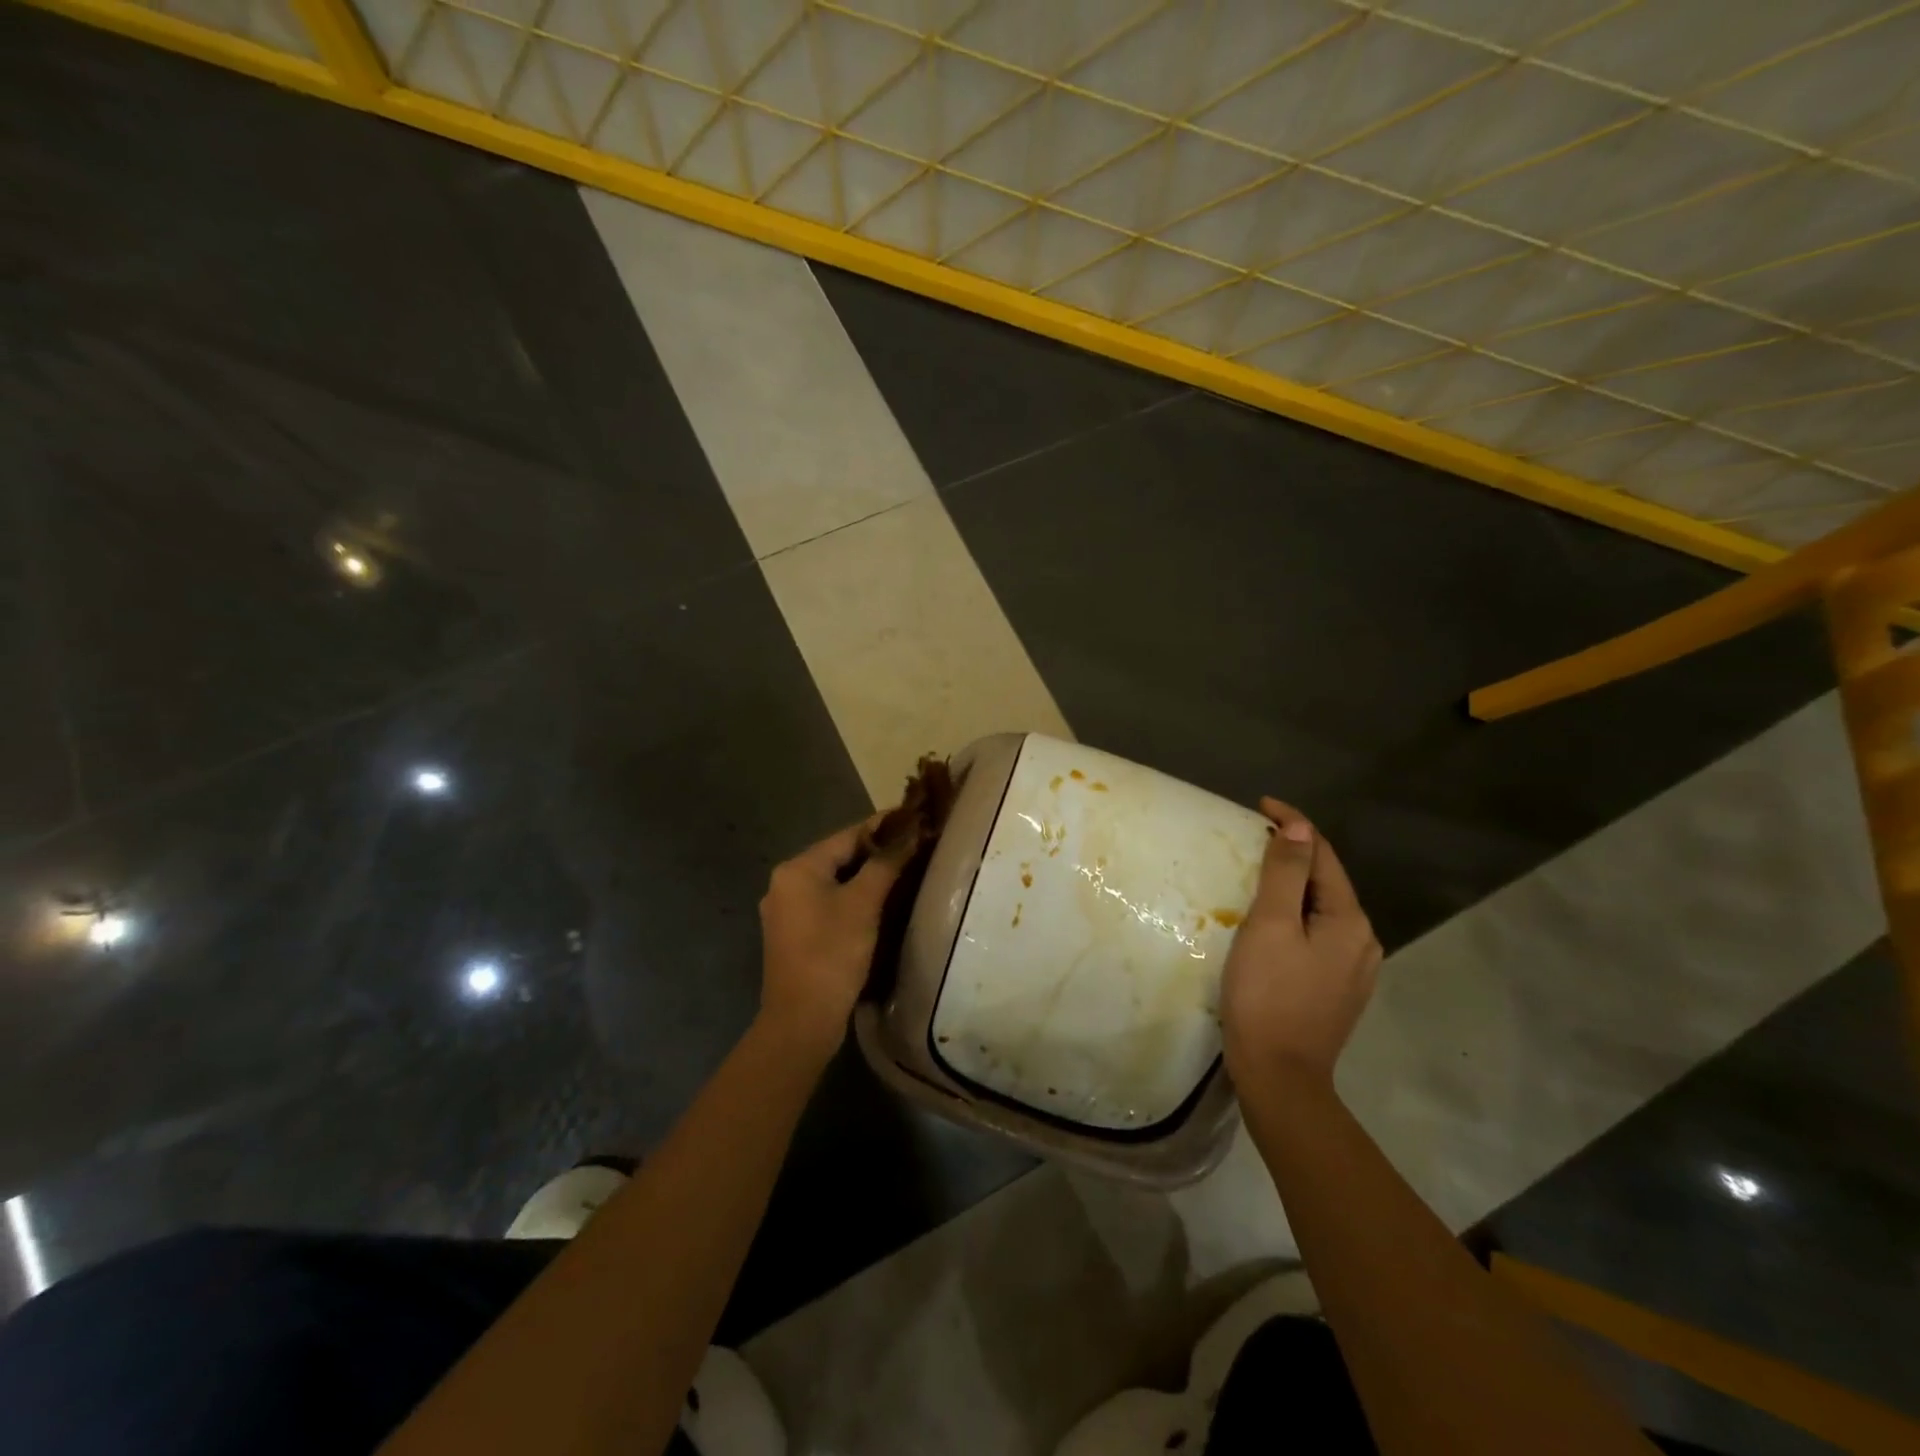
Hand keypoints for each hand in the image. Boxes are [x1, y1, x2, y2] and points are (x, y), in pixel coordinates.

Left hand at [756, 817, 903, 1059]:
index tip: (914, 819)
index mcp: (797, 869)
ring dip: (865, 877)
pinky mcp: (793, 935)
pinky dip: (852, 899)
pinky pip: (827, 904)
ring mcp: (786, 911)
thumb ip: (885, 864)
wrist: (801, 1020)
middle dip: (876, 853)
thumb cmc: (832, 953)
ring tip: (902, 872)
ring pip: (834, 882)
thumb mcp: (863, 904)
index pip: (847, 836)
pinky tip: (877, 904)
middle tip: (914, 847)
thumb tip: (909, 835)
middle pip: (839, 857)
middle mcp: (784, 883)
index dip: (883, 827)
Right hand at [1220, 798, 1382, 1091]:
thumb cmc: (1267, 994)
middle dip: (1293, 854)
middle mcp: (1363, 941)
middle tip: (1250, 839)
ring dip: (1293, 886)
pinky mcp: (1338, 989)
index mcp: (1350, 921)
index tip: (1259, 805)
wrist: (1279, 1076)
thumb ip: (1286, 872)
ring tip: (1255, 876)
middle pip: (1326, 881)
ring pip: (1322, 910)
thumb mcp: (1271, 925)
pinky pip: (1318, 935)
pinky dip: (1295, 916)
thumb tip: (1299, 825)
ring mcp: (1354, 969)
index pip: (1324, 854)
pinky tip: (1271, 924)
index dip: (1293, 824)